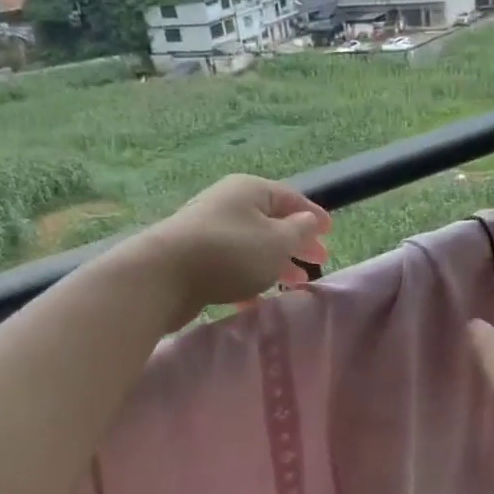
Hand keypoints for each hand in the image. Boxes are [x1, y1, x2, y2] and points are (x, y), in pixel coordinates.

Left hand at [132, 176, 331, 327]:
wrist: (163, 276)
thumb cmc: (230, 253)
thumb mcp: (276, 241)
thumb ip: (299, 232)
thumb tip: (309, 221)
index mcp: (250, 191)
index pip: (291, 198)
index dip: (313, 216)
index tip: (331, 233)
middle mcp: (228, 205)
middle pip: (271, 222)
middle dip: (296, 243)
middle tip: (317, 262)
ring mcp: (209, 232)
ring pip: (252, 247)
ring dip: (275, 264)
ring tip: (293, 285)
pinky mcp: (194, 259)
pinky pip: (231, 267)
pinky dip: (248, 281)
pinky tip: (256, 302)